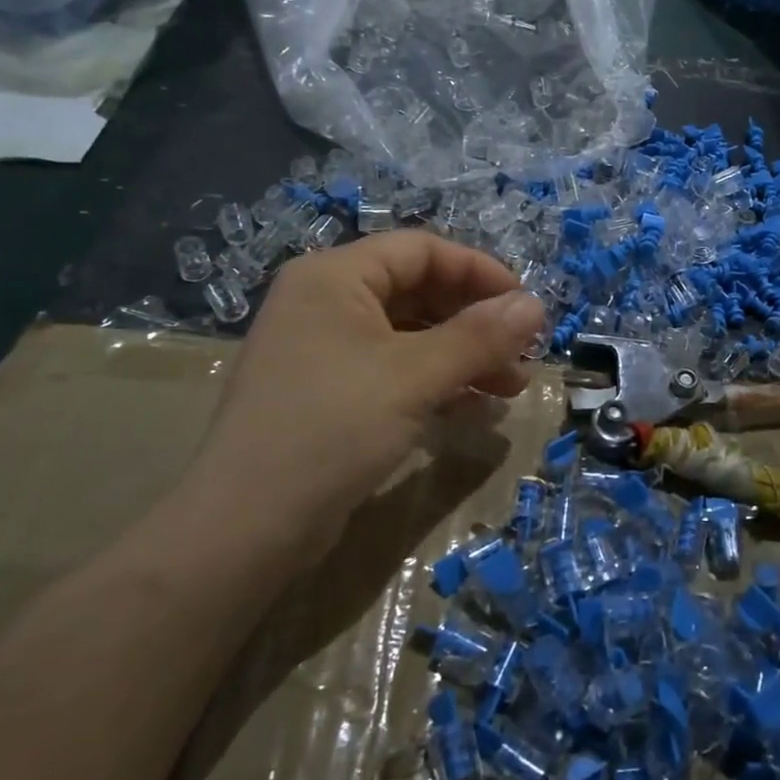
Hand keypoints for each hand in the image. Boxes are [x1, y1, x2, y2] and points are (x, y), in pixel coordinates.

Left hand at [183, 233, 545, 548]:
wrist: (244, 529)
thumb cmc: (331, 429)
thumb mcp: (414, 376)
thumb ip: (479, 337)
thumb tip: (535, 305)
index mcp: (334, 277)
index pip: (421, 250)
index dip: (480, 272)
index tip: (526, 306)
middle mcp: (325, 303)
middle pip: (418, 291)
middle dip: (476, 321)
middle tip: (523, 354)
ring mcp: (324, 350)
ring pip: (410, 336)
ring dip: (464, 356)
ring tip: (510, 388)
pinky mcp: (328, 394)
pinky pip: (394, 371)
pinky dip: (436, 383)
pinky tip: (474, 409)